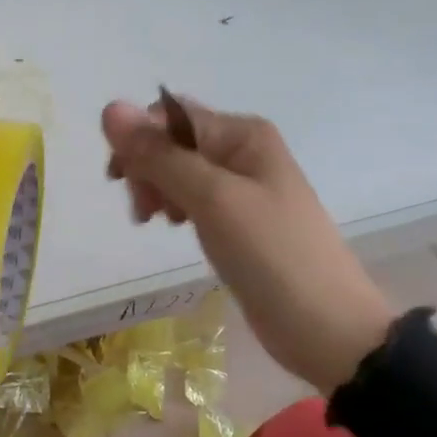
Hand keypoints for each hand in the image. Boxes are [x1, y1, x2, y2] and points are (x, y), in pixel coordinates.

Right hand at [101, 95, 392, 393]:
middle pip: (171, 141)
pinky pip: (191, 195)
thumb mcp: (211, 199)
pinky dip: (174, 205)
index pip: (169, 115)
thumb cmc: (271, 254)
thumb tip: (110, 108)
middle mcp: (241, 149)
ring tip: (156, 222)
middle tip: (143, 211)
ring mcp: (241, 185)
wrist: (326, 328)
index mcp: (242, 133)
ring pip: (177, 169)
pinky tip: (174, 226)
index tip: (121, 182)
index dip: (138, 141)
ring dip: (156, 189)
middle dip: (146, 168)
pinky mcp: (237, 217)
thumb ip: (160, 155)